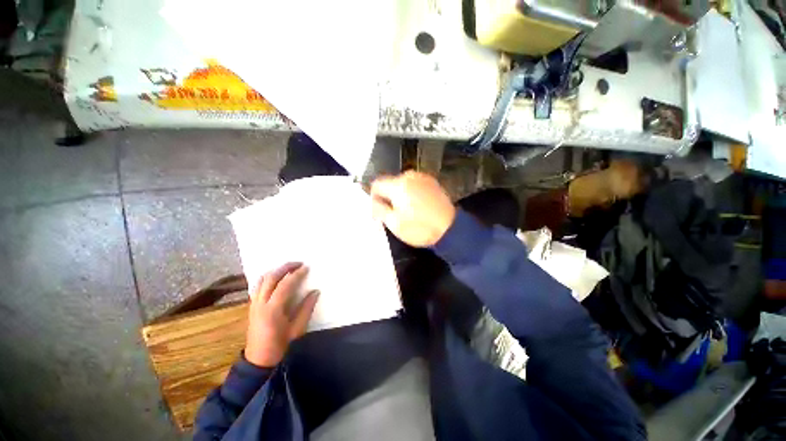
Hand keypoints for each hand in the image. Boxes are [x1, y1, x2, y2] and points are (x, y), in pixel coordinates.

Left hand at [245, 262, 319, 367]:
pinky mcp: (252, 305)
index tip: (306, 268)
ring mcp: (254, 303)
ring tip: (288, 268)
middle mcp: (261, 303)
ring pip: (262, 280)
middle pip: (271, 278)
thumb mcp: (297, 329)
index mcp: (272, 310)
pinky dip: (268, 277)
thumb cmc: (279, 344)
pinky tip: (276, 278)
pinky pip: (258, 286)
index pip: (285, 285)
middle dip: (285, 267)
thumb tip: (316, 291)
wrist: (258, 358)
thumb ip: (306, 308)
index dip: (296, 274)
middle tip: (298, 263)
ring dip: (275, 271)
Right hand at [370, 171, 455, 246]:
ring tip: (404, 212)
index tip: (378, 212)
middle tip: (390, 215)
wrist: (450, 229)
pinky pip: (414, 186)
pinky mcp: (432, 183)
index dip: (373, 199)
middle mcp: (410, 176)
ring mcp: (423, 178)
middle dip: (387, 198)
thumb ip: (379, 209)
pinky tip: (416, 208)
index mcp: (398, 185)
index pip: (376, 184)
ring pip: (402, 185)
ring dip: (399, 196)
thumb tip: (374, 202)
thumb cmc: (420, 228)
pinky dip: (410, 194)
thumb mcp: (394, 223)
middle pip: (390, 184)